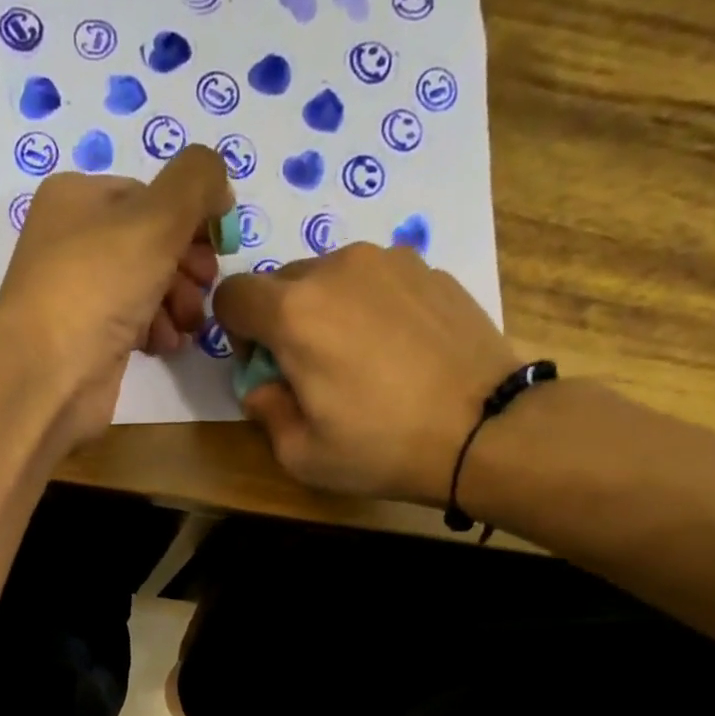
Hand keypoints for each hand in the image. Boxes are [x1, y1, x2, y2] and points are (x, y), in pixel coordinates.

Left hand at [0, 146, 231, 449]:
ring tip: (189, 324)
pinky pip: (134, 325)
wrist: (47, 375)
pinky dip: (157, 331)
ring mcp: (79, 295)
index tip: (220, 245)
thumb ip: (196, 183)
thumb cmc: (97, 286)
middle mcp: (73, 241)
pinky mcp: (88, 341)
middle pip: (150, 243)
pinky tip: (167, 345)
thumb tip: (219, 182)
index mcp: (77, 198)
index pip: (148, 194)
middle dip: (187, 265)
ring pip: (146, 286)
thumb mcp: (157, 218)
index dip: (190, 217)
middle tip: (206, 286)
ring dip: (178, 302)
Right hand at [212, 244, 525, 506]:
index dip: (234, 331)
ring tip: (359, 358)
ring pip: (331, 276)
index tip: (260, 365)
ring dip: (326, 310)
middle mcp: (337, 269)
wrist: (482, 429)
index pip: (233, 295)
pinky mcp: (429, 268)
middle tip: (309, 369)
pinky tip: (398, 351)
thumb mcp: (301, 454)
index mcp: (294, 313)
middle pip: (281, 282)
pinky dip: (370, 307)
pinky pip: (377, 280)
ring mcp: (389, 261)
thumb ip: (264, 411)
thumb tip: (262, 385)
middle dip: (280, 322)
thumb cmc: (381, 448)